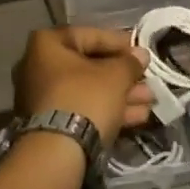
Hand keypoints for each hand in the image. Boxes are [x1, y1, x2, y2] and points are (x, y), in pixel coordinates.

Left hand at [11, 26, 151, 145]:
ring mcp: (43, 97)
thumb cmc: (85, 98)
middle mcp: (39, 66)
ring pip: (89, 90)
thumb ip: (130, 62)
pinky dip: (108, 110)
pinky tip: (139, 116)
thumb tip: (140, 55)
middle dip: (122, 74)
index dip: (119, 42)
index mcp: (47, 44)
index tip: (140, 51)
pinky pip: (83, 108)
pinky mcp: (51, 123)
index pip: (89, 35)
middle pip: (89, 65)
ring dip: (121, 94)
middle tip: (148, 78)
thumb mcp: (115, 76)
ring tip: (150, 100)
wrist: (58, 152)